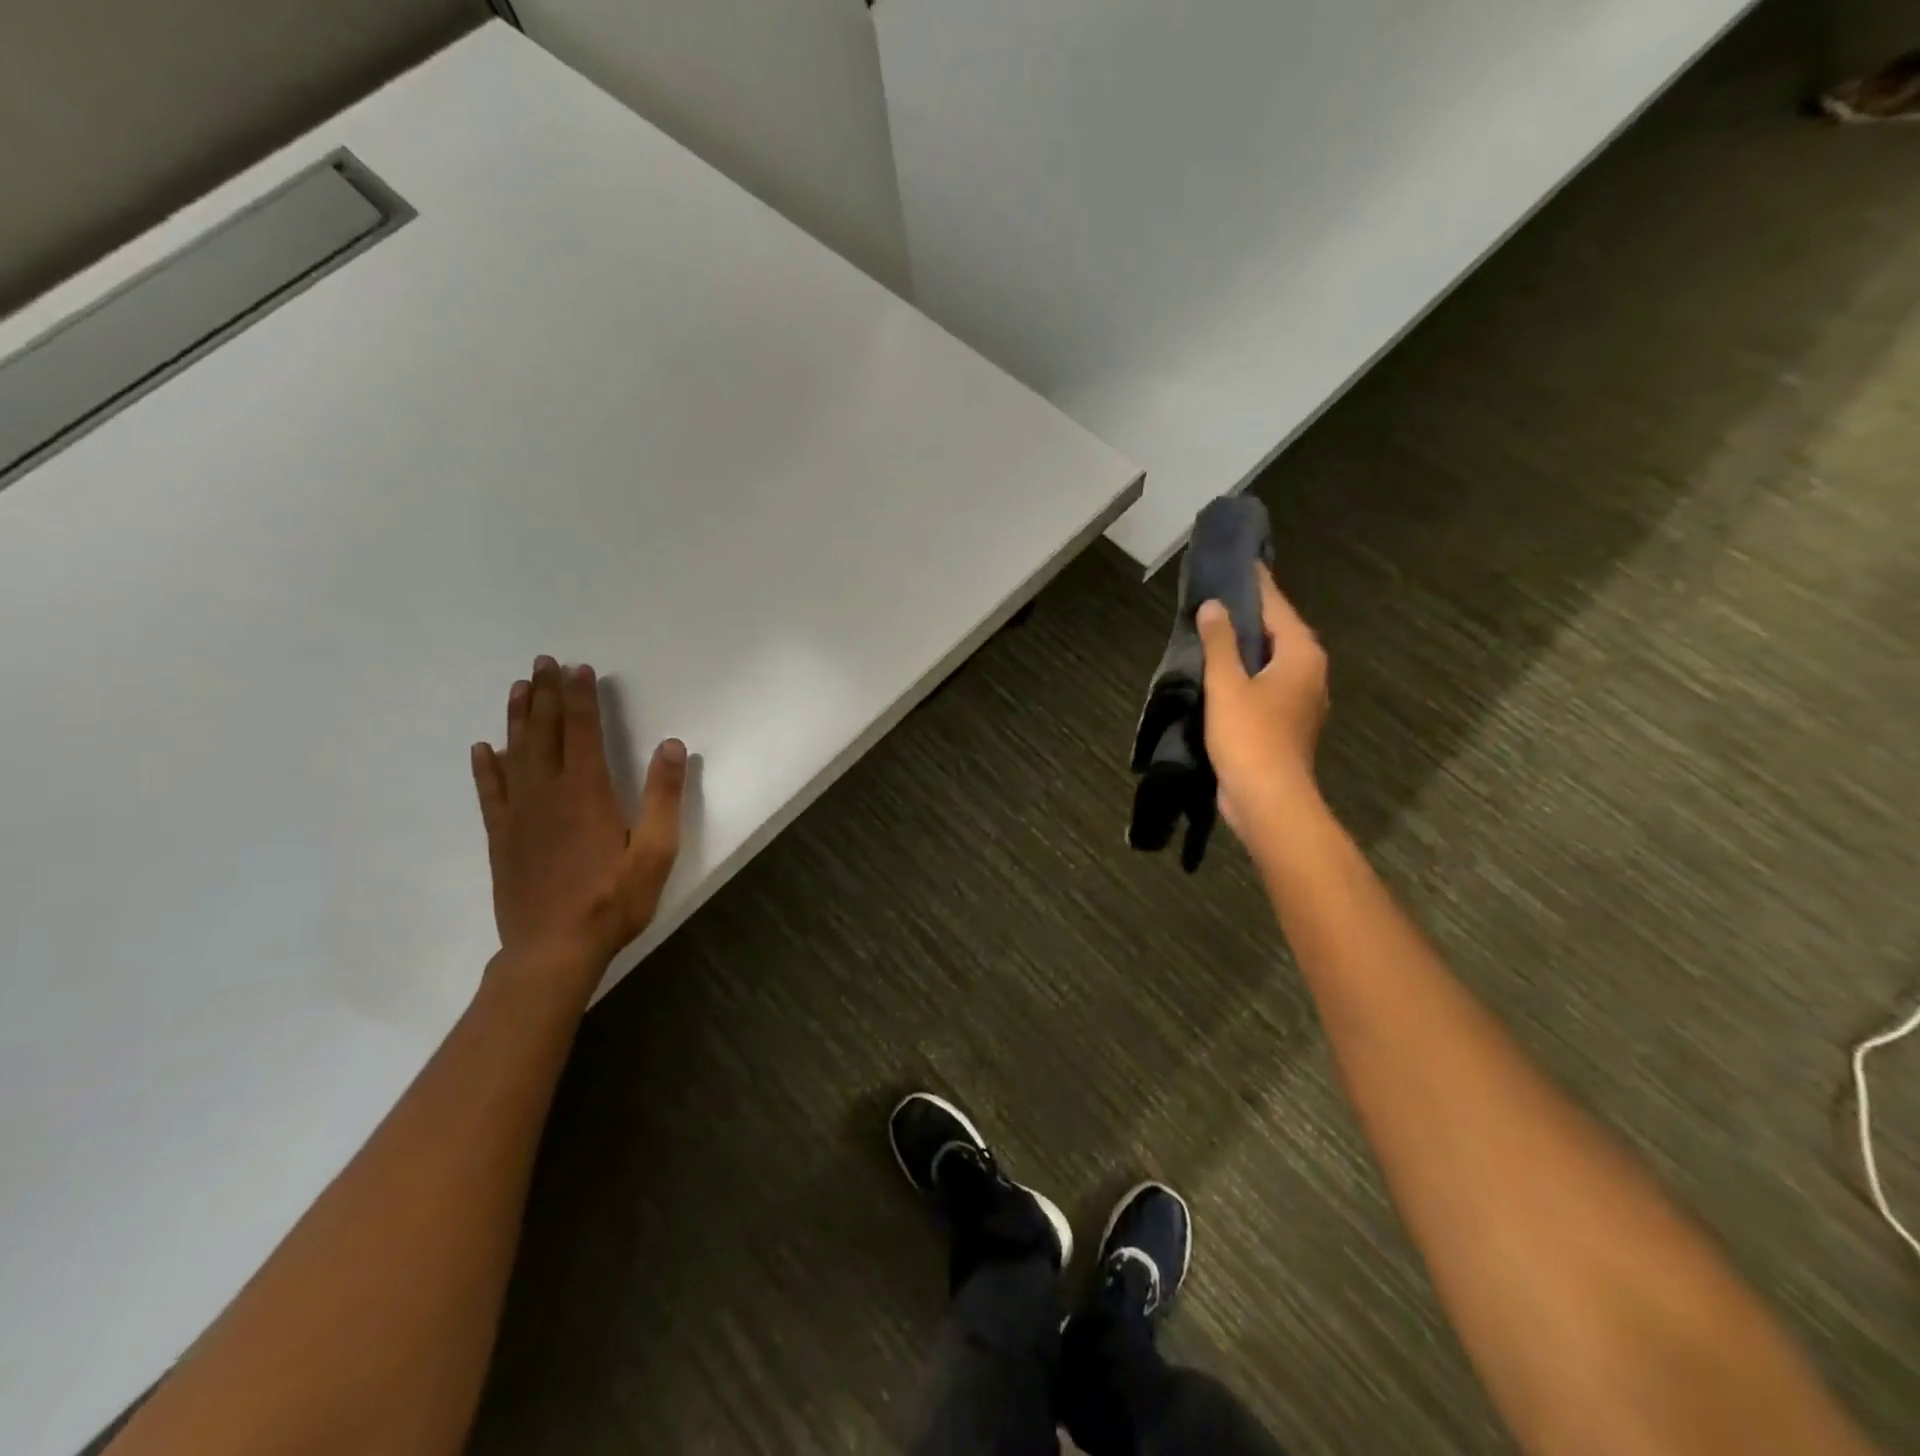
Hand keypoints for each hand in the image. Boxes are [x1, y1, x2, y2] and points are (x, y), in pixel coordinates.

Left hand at [470, 656, 686, 972]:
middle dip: (545, 694)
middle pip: (545, 732)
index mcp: (588, 791)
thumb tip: (671, 745)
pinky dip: (487, 768)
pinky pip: (491, 793)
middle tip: (542, 662)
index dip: (580, 697)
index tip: (578, 668)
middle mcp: (548, 792)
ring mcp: (520, 814)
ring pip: (515, 753)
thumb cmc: (613, 900)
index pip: (584, 731)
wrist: (552, 949)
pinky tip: (484, 749)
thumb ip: (663, 796)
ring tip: (517, 688)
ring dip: (517, 718)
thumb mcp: (655, 851)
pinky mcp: (502, 838)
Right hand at [1196, 566, 1328, 841]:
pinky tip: (1219, 674)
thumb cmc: (1250, 737)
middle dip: (1250, 615)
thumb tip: (1215, 606)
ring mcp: (1300, 700)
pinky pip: (1265, 684)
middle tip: (1217, 595)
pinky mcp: (1286, 723)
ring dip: (1245, 647)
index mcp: (1301, 654)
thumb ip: (1220, 641)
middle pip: (1277, 632)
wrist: (1268, 800)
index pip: (1277, 606)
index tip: (1240, 562)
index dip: (1257, 584)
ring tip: (1212, 630)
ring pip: (1271, 660)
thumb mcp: (1228, 684)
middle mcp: (1309, 672)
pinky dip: (1245, 673)